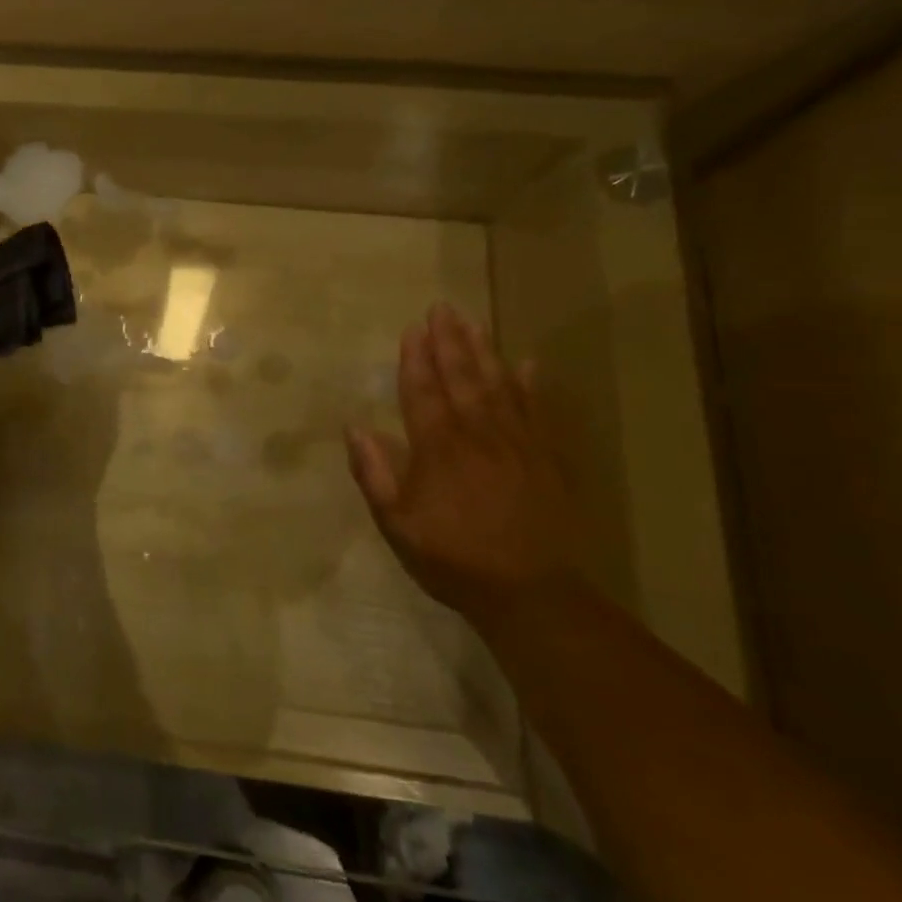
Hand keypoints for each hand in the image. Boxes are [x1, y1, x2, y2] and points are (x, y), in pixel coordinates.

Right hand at [345, 303, 579, 626]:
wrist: (532, 594)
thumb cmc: (453, 558)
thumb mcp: (396, 524)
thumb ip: (374, 473)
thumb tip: (355, 428)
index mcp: (438, 449)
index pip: (423, 392)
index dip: (416, 360)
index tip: (413, 329)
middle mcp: (477, 435)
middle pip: (461, 378)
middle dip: (448, 341)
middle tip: (441, 308)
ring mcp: (516, 444)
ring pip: (498, 385)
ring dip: (483, 350)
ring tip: (472, 321)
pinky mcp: (546, 459)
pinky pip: (537, 411)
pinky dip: (531, 384)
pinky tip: (527, 362)